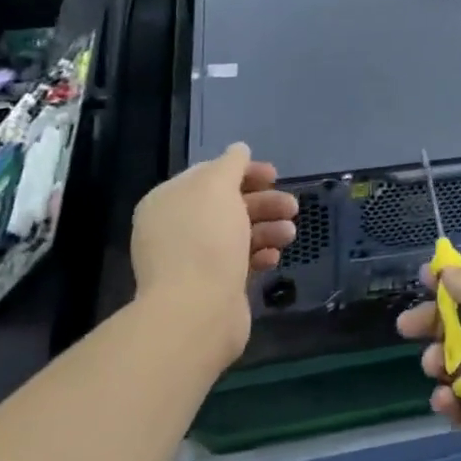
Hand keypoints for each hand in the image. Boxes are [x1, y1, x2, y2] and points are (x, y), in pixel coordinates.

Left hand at [130, 143, 295, 364]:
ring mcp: (193, 259)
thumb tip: (239, 149)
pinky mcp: (211, 285)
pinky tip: (274, 257)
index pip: (209, 175)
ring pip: (237, 233)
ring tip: (289, 234)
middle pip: (227, 204)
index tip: (275, 175)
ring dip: (267, 228)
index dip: (244, 171)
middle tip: (292, 206)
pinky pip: (239, 261)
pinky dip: (259, 255)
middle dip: (263, 202)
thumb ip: (231, 164)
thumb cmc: (205, 240)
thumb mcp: (217, 187)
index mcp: (169, 201)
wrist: (196, 312)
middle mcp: (177, 228)